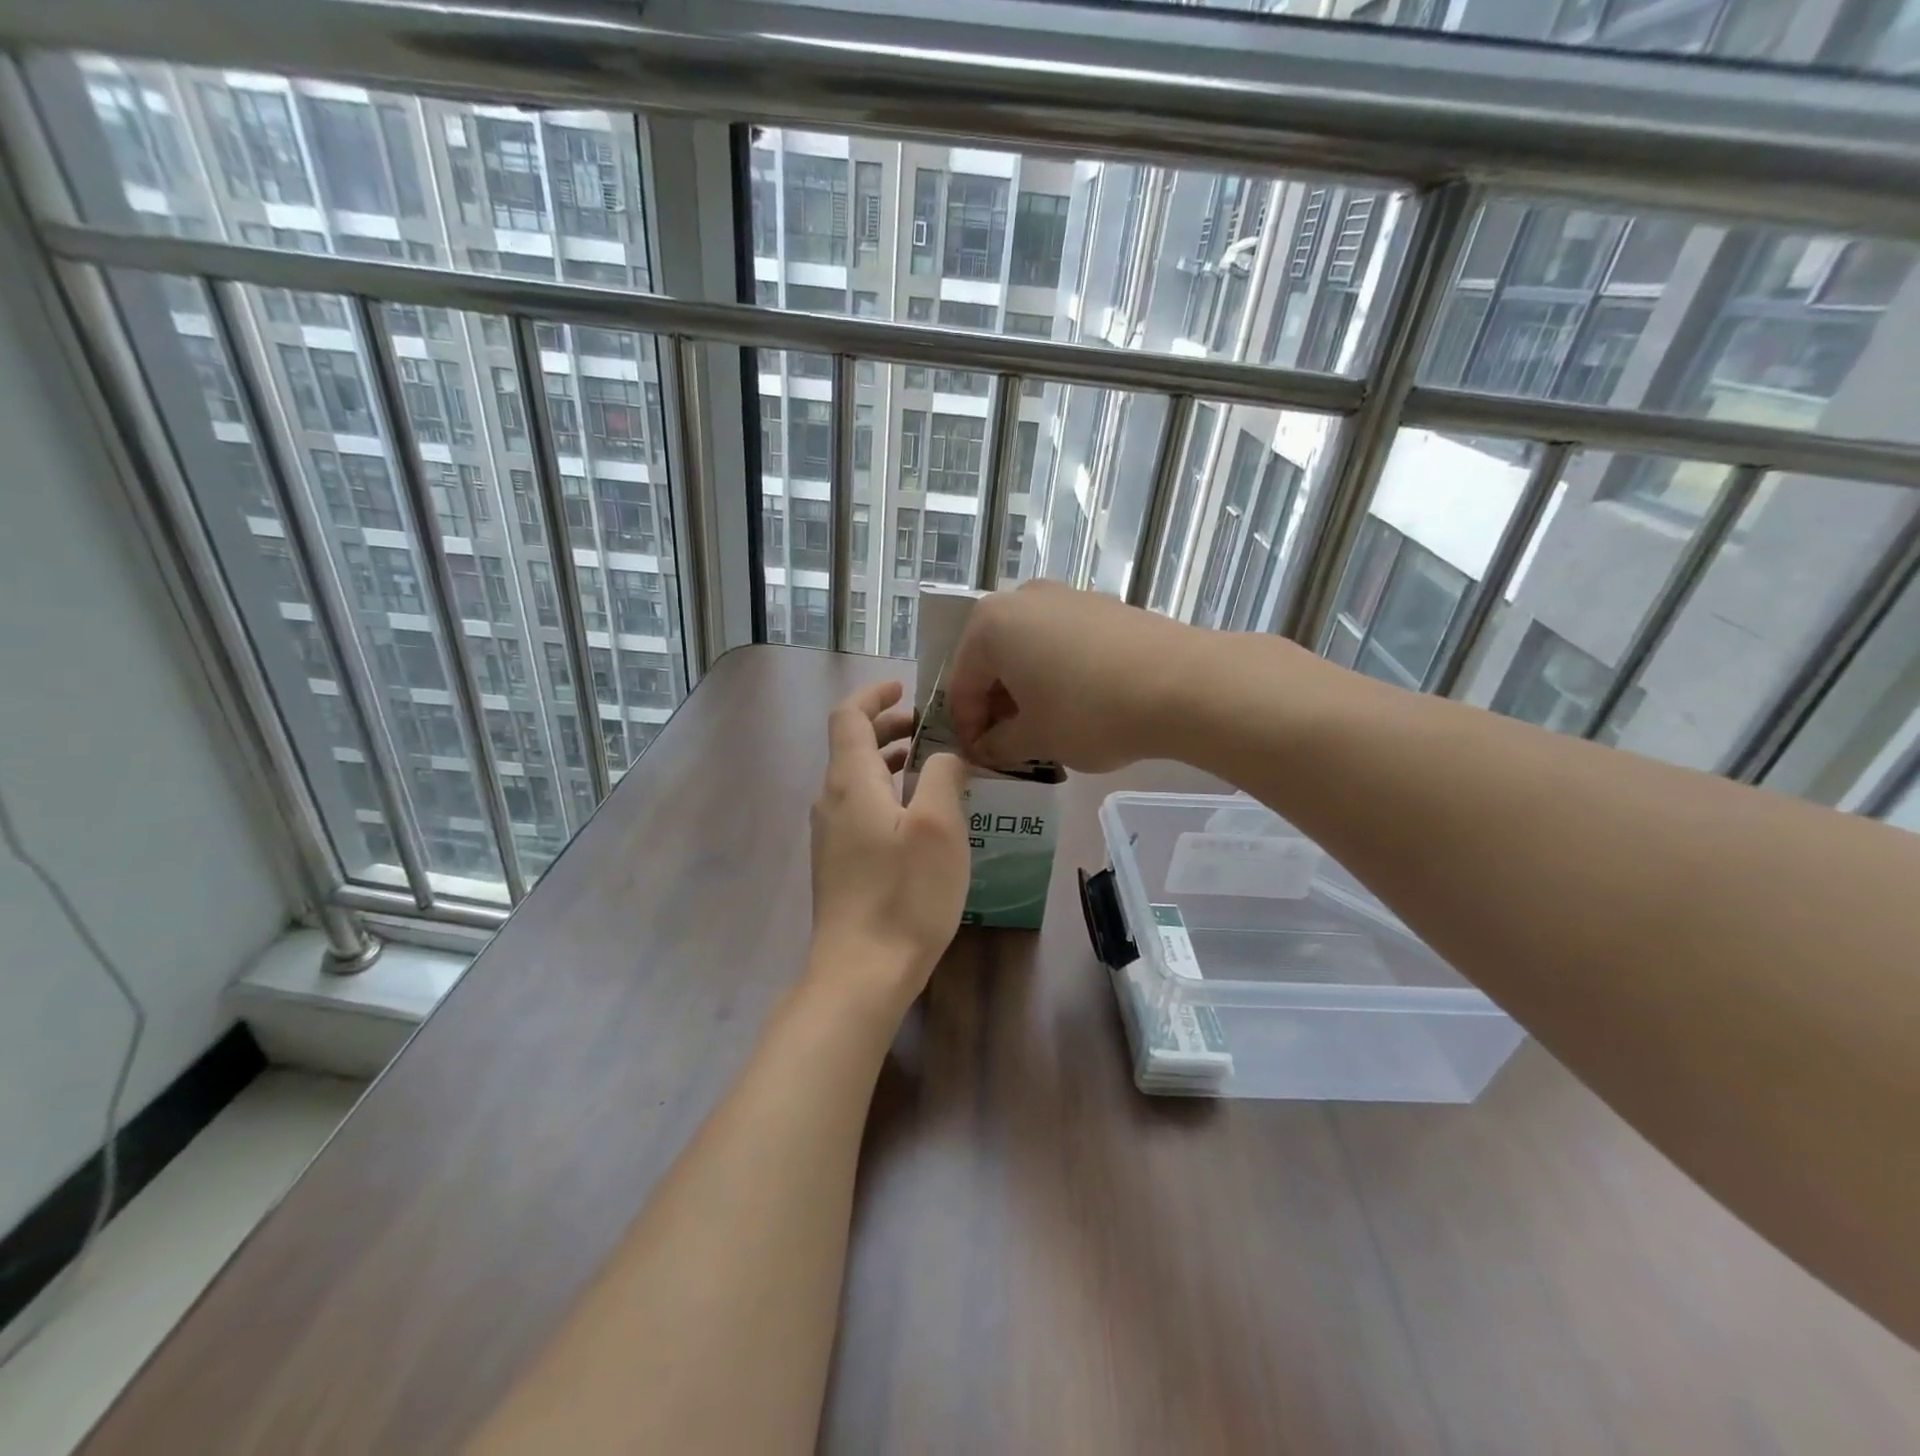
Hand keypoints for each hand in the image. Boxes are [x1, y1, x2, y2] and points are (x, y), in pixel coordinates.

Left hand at [809, 680, 970, 1014]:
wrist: (860, 971)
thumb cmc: (904, 894)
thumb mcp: (938, 826)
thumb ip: (943, 774)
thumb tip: (946, 754)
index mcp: (850, 781)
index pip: (848, 717)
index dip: (873, 696)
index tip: (904, 688)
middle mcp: (830, 801)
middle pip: (851, 746)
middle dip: (888, 727)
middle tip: (929, 727)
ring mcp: (830, 835)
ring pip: (855, 779)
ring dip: (888, 761)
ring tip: (929, 765)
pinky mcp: (837, 863)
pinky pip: (858, 808)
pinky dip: (884, 792)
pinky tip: (917, 815)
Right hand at [946, 581, 1199, 773]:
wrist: (1183, 683)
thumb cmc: (1090, 712)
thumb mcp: (1036, 738)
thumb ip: (999, 745)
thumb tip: (987, 748)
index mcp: (990, 625)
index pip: (962, 685)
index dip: (967, 728)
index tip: (981, 759)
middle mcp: (1022, 599)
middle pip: (993, 661)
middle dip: (996, 705)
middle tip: (1009, 744)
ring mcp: (1066, 596)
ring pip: (1028, 650)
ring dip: (1026, 689)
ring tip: (1044, 727)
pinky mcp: (1102, 605)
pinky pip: (1061, 641)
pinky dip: (1057, 673)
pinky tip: (1078, 703)